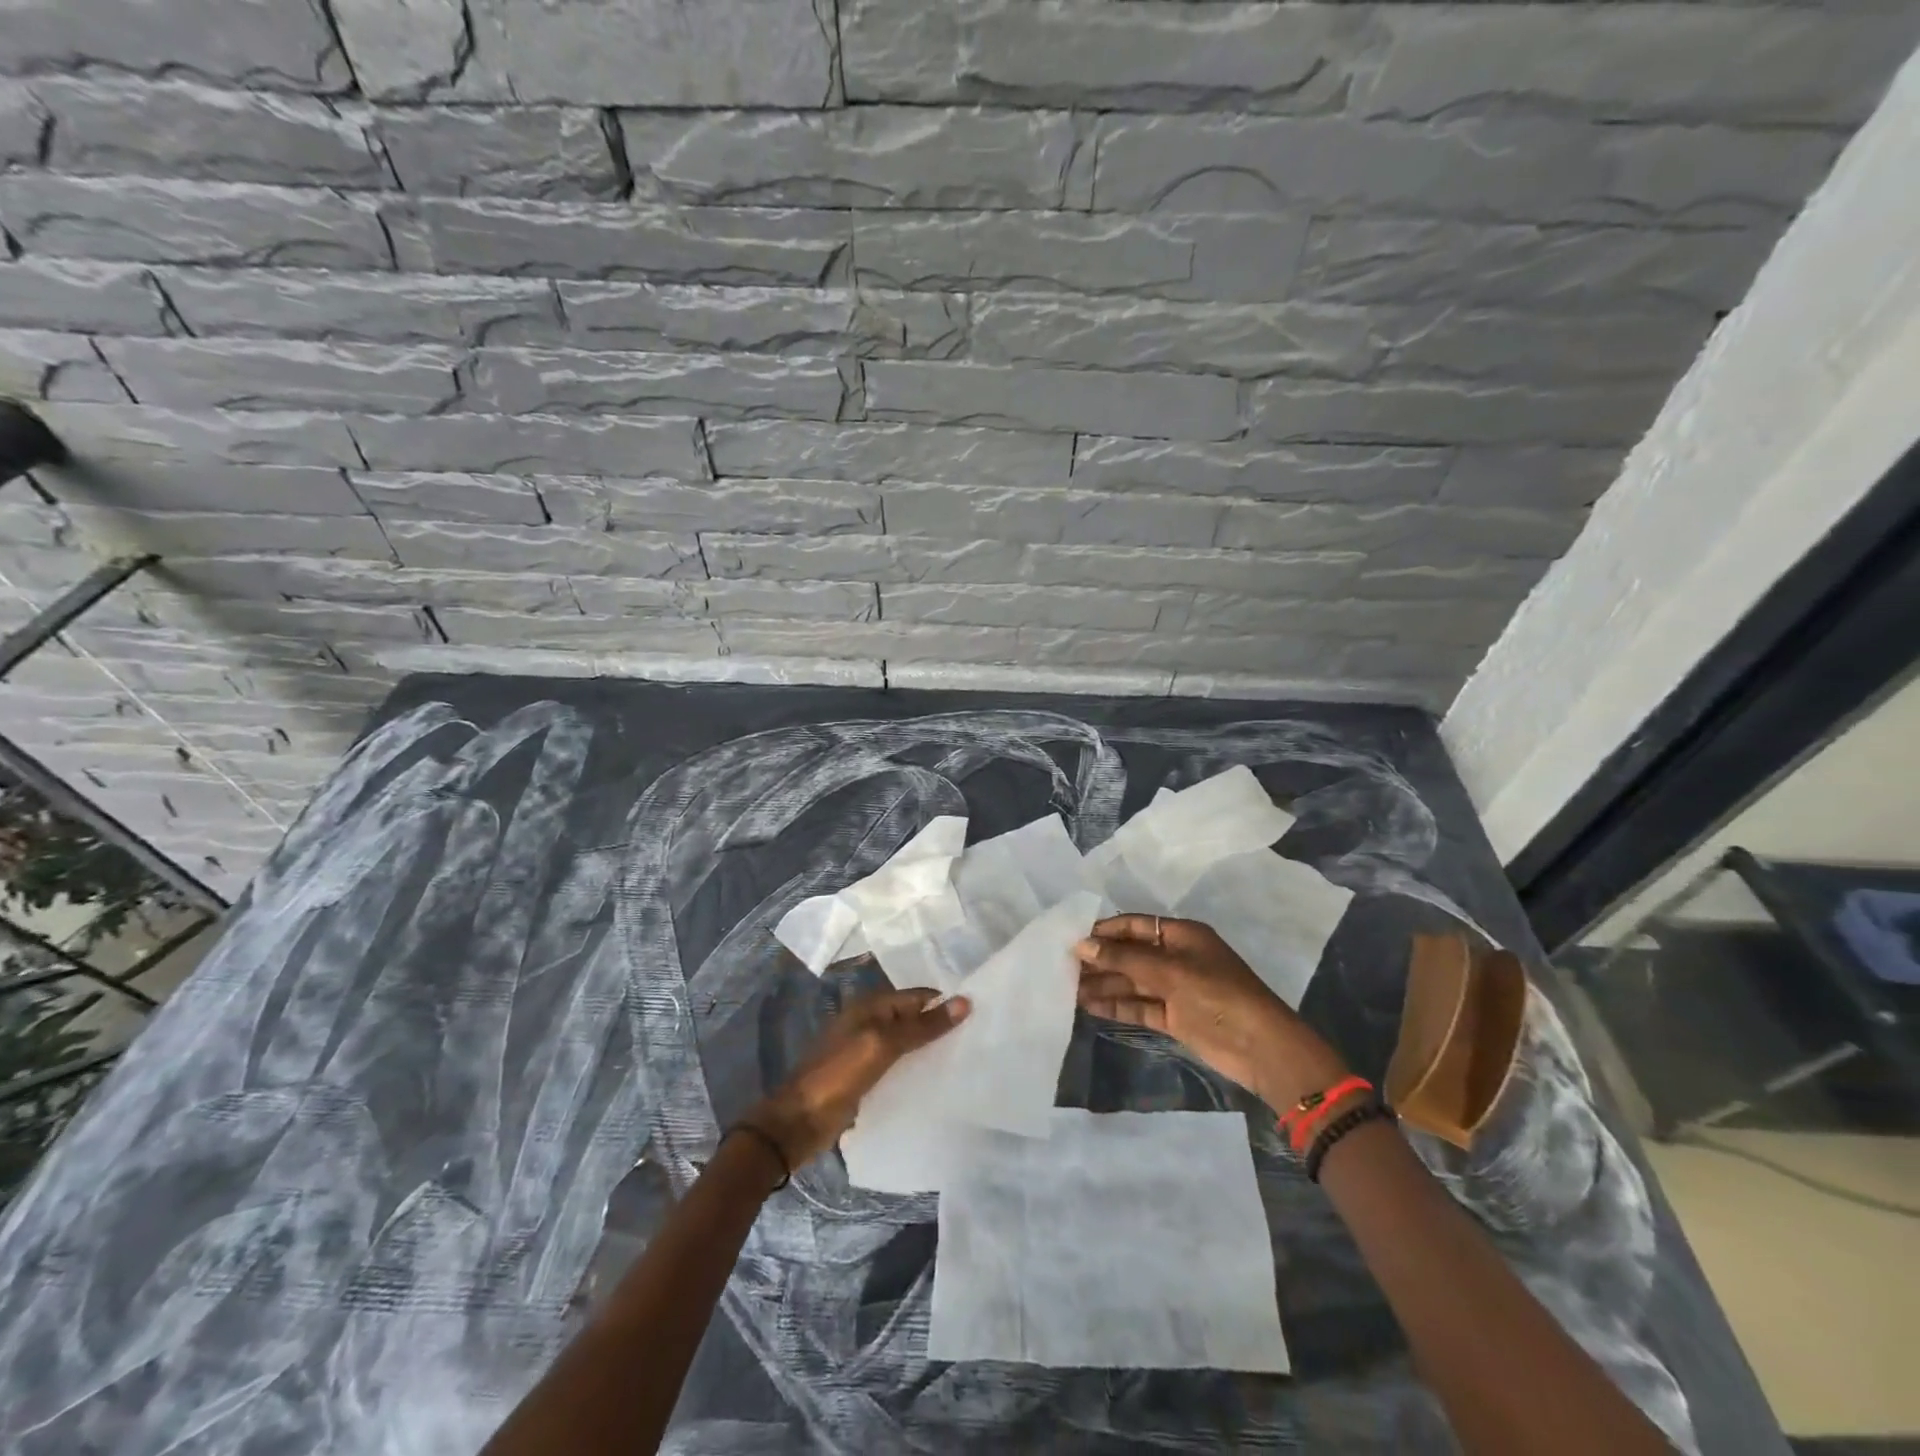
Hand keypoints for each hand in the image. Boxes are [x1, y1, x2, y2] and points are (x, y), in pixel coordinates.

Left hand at [746, 988, 969, 1168]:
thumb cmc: (838, 1075)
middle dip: (940, 1027)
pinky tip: (936, 1082)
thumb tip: (964, 1001)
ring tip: (966, 1060)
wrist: (797, 1123)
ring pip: (907, 1044)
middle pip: (913, 1019)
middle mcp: (869, 1022)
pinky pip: (898, 1067)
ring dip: (930, 1050)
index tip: (980, 1015)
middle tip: (979, 1039)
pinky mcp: (865, 1078)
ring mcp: (865, 1051)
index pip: (918, 996)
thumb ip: (922, 1026)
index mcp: (870, 1006)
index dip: (945, 1003)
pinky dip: (916, 1070)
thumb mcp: (883, 1045)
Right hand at [1075, 915, 1348, 1112]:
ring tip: (1067, 988)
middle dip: (1100, 960)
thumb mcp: (1169, 971)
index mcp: (1182, 935)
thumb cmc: (1217, 995)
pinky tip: (1088, 1006)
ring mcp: (1176, 989)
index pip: (1135, 926)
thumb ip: (1124, 959)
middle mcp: (1176, 958)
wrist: (1261, 1048)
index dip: (1104, 931)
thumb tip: (1081, 945)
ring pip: (1132, 982)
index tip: (1070, 938)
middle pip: (1130, 954)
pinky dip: (1116, 1005)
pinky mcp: (1175, 1017)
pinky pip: (1139, 1006)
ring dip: (1103, 984)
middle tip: (1061, 967)